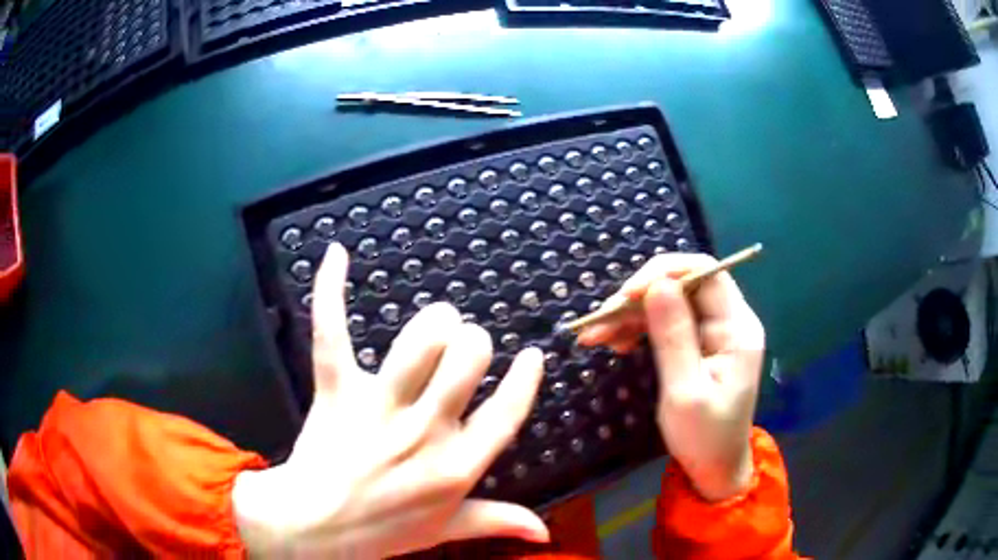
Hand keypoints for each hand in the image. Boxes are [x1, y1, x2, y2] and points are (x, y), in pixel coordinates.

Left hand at [233, 243, 548, 556]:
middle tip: (464, 348)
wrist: (313, 526)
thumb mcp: (446, 530)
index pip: (507, 412)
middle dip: (473, 343)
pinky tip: (338, 253)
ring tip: (436, 325)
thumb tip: (546, 531)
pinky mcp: (335, 390)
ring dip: (434, 323)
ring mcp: (376, 407)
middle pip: (467, 358)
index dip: (524, 379)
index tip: (531, 354)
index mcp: (456, 467)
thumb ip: (498, 521)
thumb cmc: (382, 530)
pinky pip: (332, 332)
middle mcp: (423, 431)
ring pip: (418, 340)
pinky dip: (330, 290)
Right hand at [578, 253, 764, 501]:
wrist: (714, 468)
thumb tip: (657, 284)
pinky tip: (615, 342)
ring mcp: (714, 332)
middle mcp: (730, 321)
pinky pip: (667, 322)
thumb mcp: (685, 391)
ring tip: (596, 336)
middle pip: (684, 284)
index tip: (625, 295)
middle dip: (639, 298)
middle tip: (600, 321)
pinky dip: (638, 328)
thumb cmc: (704, 437)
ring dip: (632, 314)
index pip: (705, 274)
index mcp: (738, 328)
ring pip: (670, 302)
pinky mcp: (699, 344)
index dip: (664, 273)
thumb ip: (673, 336)